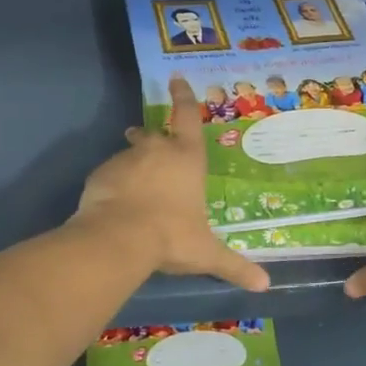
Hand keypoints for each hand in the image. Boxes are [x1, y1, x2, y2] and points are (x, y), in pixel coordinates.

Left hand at [75, 76, 269, 292]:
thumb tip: (265, 286)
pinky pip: (109, 174)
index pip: (188, 116)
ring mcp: (126, 159)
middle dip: (152, 136)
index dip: (184, 97)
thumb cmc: (172, 237)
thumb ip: (234, 266)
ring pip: (130, 153)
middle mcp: (156, 150)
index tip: (176, 79)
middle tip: (149, 140)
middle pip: (154, 134)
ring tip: (132, 183)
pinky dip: (113, 183)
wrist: (118, 239)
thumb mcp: (206, 253)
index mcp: (187, 158)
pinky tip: (114, 203)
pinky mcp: (100, 173)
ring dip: (133, 162)